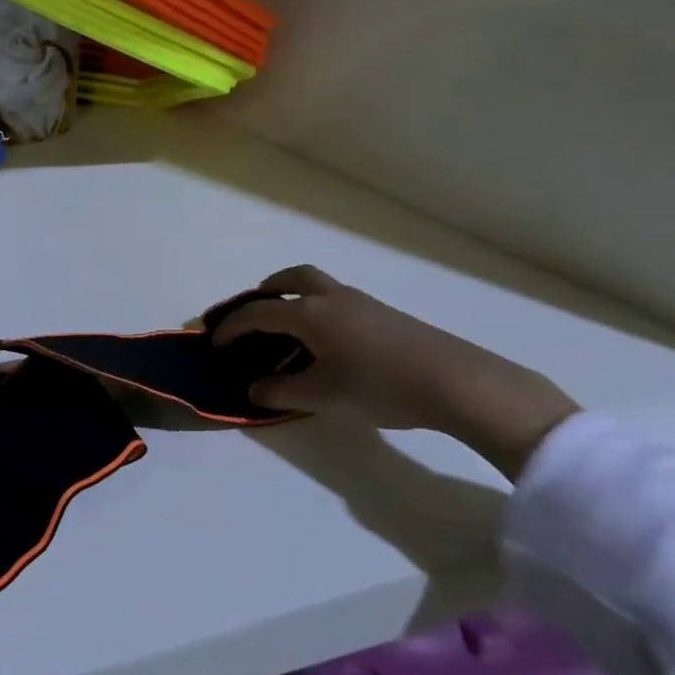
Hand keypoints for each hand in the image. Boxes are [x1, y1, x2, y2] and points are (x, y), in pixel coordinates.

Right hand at [211, 266, 579, 480]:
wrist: (458, 382)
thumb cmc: (379, 386)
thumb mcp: (322, 396)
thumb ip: (281, 391)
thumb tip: (251, 389)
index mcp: (309, 314)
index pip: (257, 314)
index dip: (231, 327)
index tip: (216, 343)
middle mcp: (331, 298)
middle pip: (291, 278)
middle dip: (266, 290)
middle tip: (254, 311)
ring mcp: (361, 303)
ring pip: (318, 285)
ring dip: (295, 296)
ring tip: (289, 326)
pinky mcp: (385, 314)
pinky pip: (337, 300)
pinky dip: (319, 308)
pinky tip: (328, 340)